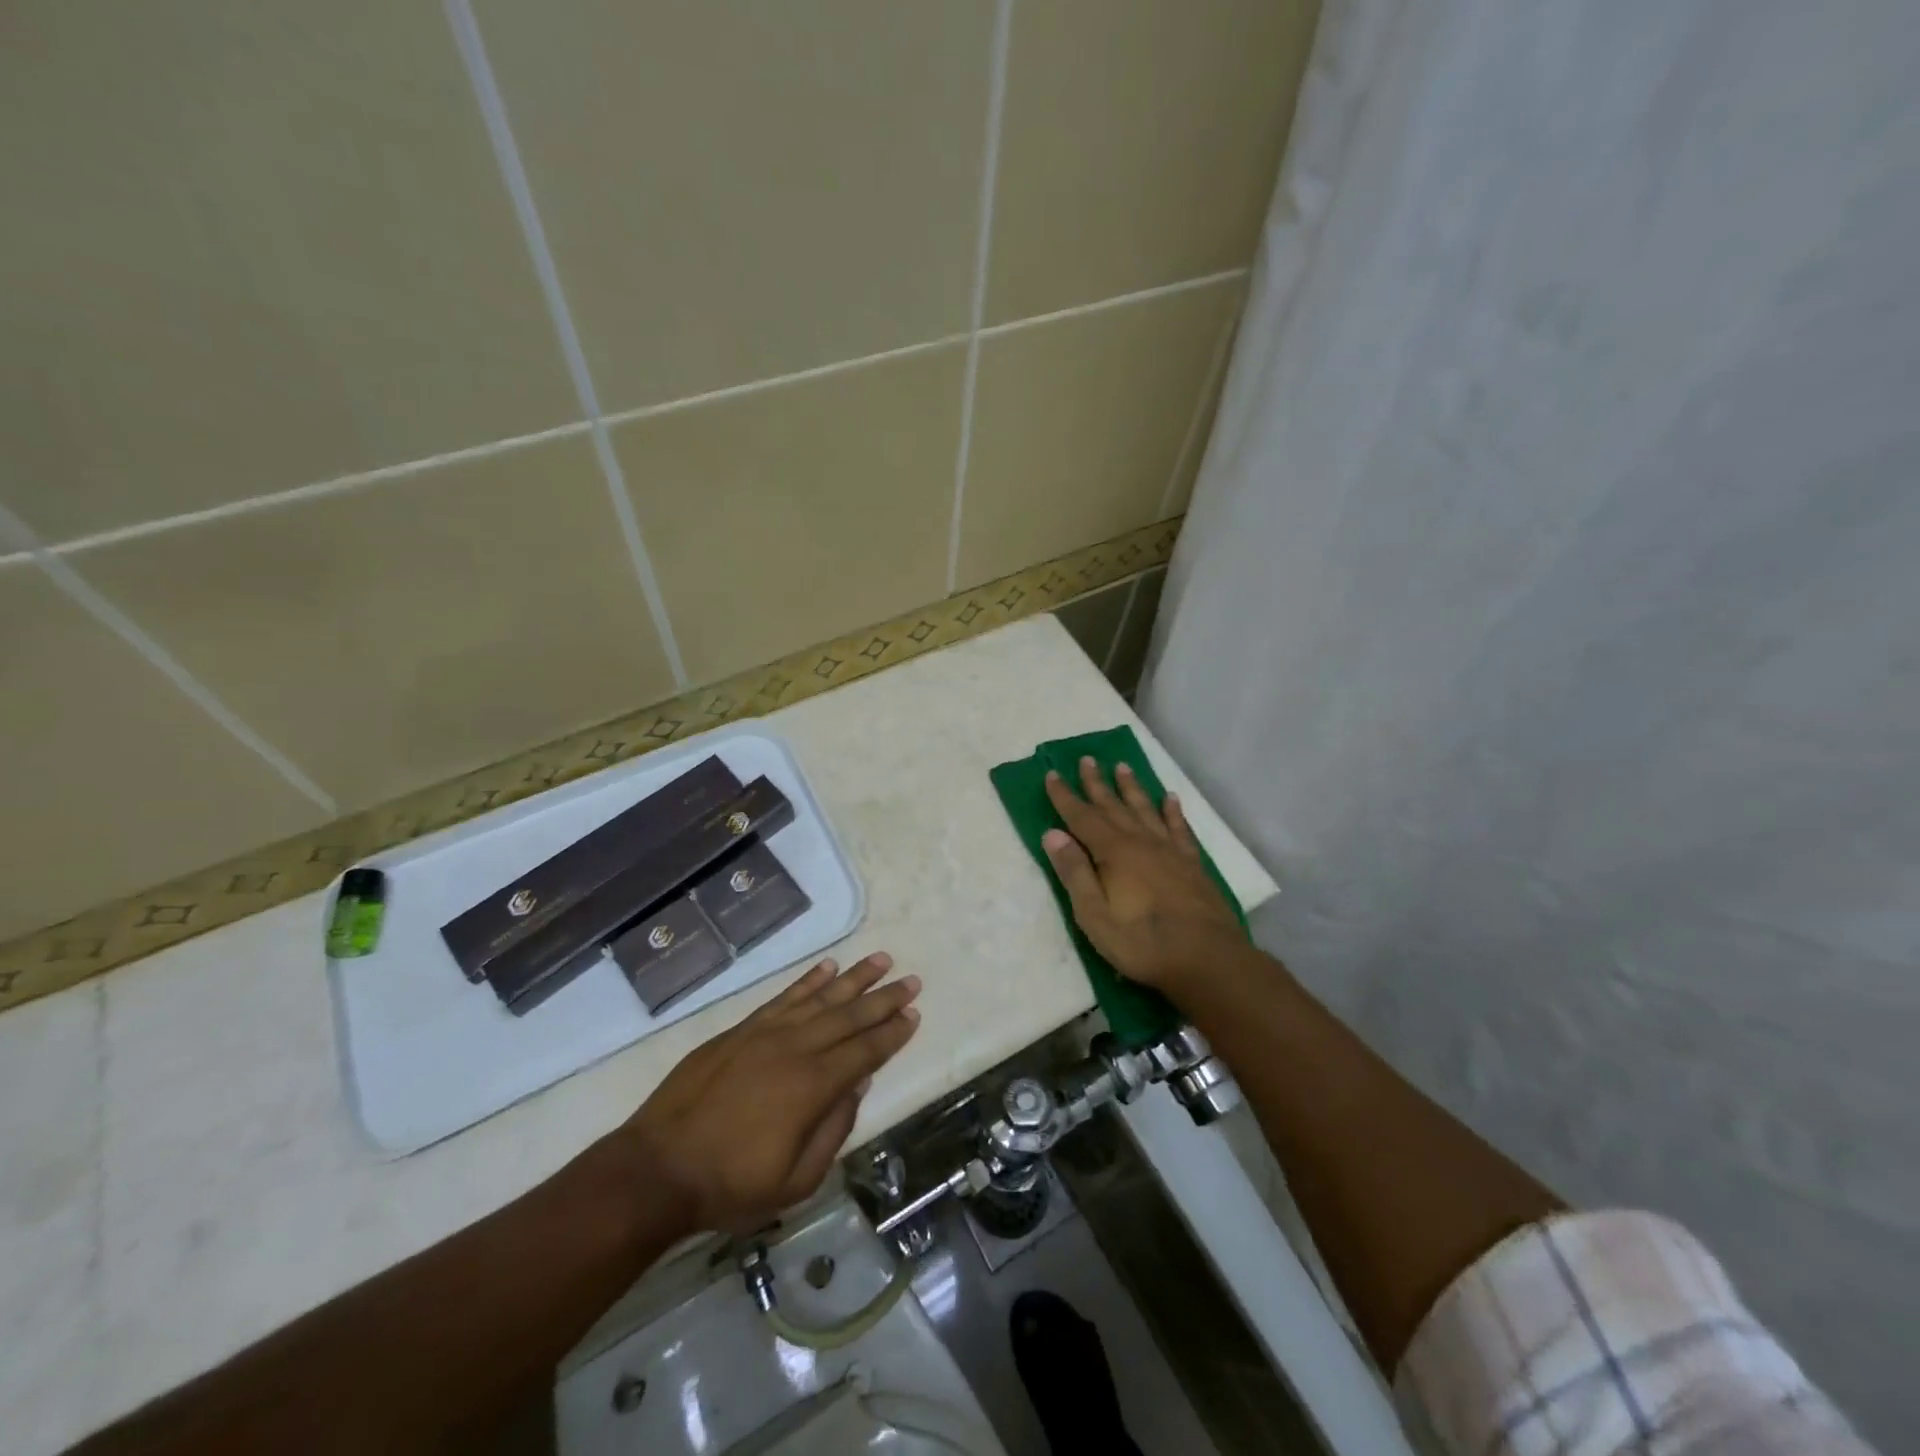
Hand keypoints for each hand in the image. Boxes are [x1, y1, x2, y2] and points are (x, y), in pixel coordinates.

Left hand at [621, 954, 920, 1232]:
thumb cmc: (730, 1185)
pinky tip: (827, 966)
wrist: (658, 1168)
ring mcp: (766, 1033)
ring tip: (880, 960)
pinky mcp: (741, 1029)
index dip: (892, 1033)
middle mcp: (795, 1048)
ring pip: (820, 997)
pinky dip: (808, 980)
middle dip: (884, 998)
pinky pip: (783, 997)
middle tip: (911, 980)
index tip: (914, 1014)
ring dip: (854, 978)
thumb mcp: (794, 1182)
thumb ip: (833, 1131)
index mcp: (813, 1087)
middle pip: (849, 1016)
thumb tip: (857, 1086)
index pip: (865, 1051)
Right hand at [1042, 758, 1243, 992]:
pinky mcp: (1192, 863)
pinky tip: (1170, 798)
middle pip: (1114, 806)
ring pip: (1146, 809)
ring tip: (1123, 767)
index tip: (1051, 774)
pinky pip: (1180, 828)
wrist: (1207, 959)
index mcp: (1113, 853)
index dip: (1064, 796)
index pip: (1081, 817)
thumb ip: (1074, 872)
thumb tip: (1053, 834)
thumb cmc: (1142, 942)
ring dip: (1132, 788)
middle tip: (1087, 759)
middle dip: (1097, 783)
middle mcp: (1141, 842)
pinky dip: (1173, 811)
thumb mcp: (1094, 915)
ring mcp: (1170, 851)